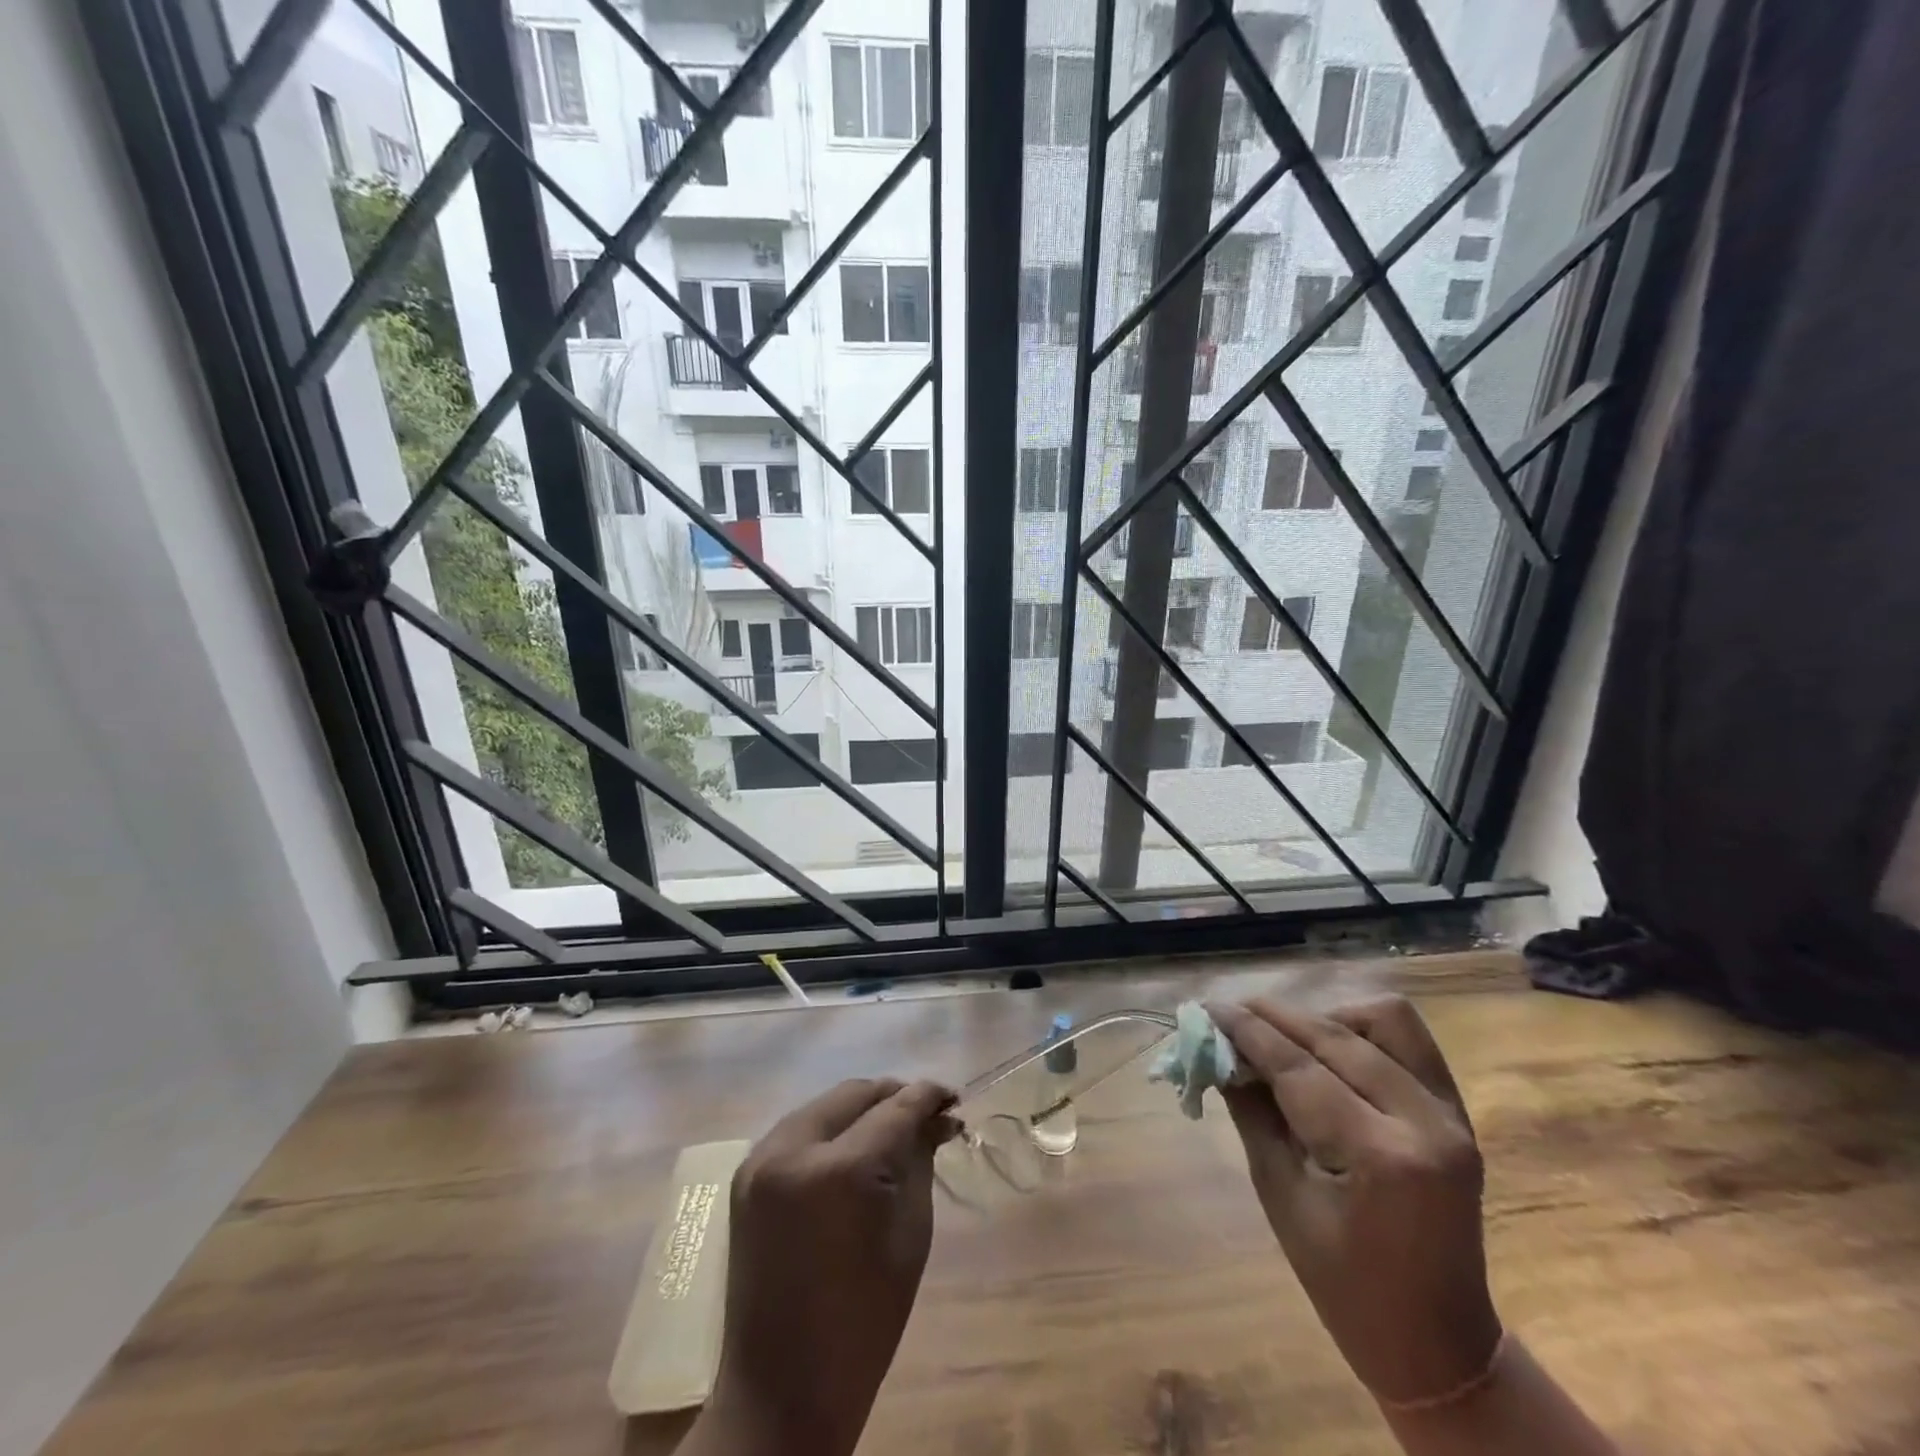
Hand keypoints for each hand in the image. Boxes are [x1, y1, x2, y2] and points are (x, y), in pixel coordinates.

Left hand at [703, 1078, 956, 1455]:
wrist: (781, 1390)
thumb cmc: (863, 1323)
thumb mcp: (910, 1235)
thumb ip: (921, 1161)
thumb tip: (938, 1118)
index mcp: (840, 1171)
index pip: (895, 1108)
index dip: (928, 1096)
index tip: (953, 1099)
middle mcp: (793, 1150)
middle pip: (855, 1094)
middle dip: (894, 1097)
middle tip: (926, 1115)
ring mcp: (761, 1160)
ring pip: (824, 1105)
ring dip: (861, 1109)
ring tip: (892, 1128)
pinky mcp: (746, 1174)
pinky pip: (799, 1128)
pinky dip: (831, 1128)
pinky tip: (853, 1146)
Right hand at [1208, 996, 1502, 1407]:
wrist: (1437, 1343)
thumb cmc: (1343, 1284)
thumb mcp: (1280, 1196)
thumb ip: (1251, 1111)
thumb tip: (1216, 1050)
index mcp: (1381, 1157)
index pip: (1299, 1068)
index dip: (1247, 1031)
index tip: (1207, 1008)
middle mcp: (1425, 1122)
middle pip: (1336, 1036)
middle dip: (1274, 1017)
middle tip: (1229, 1014)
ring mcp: (1450, 1114)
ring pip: (1383, 1019)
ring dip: (1325, 1017)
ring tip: (1286, 1037)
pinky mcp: (1457, 1112)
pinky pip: (1407, 1040)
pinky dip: (1361, 1029)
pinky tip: (1328, 1049)